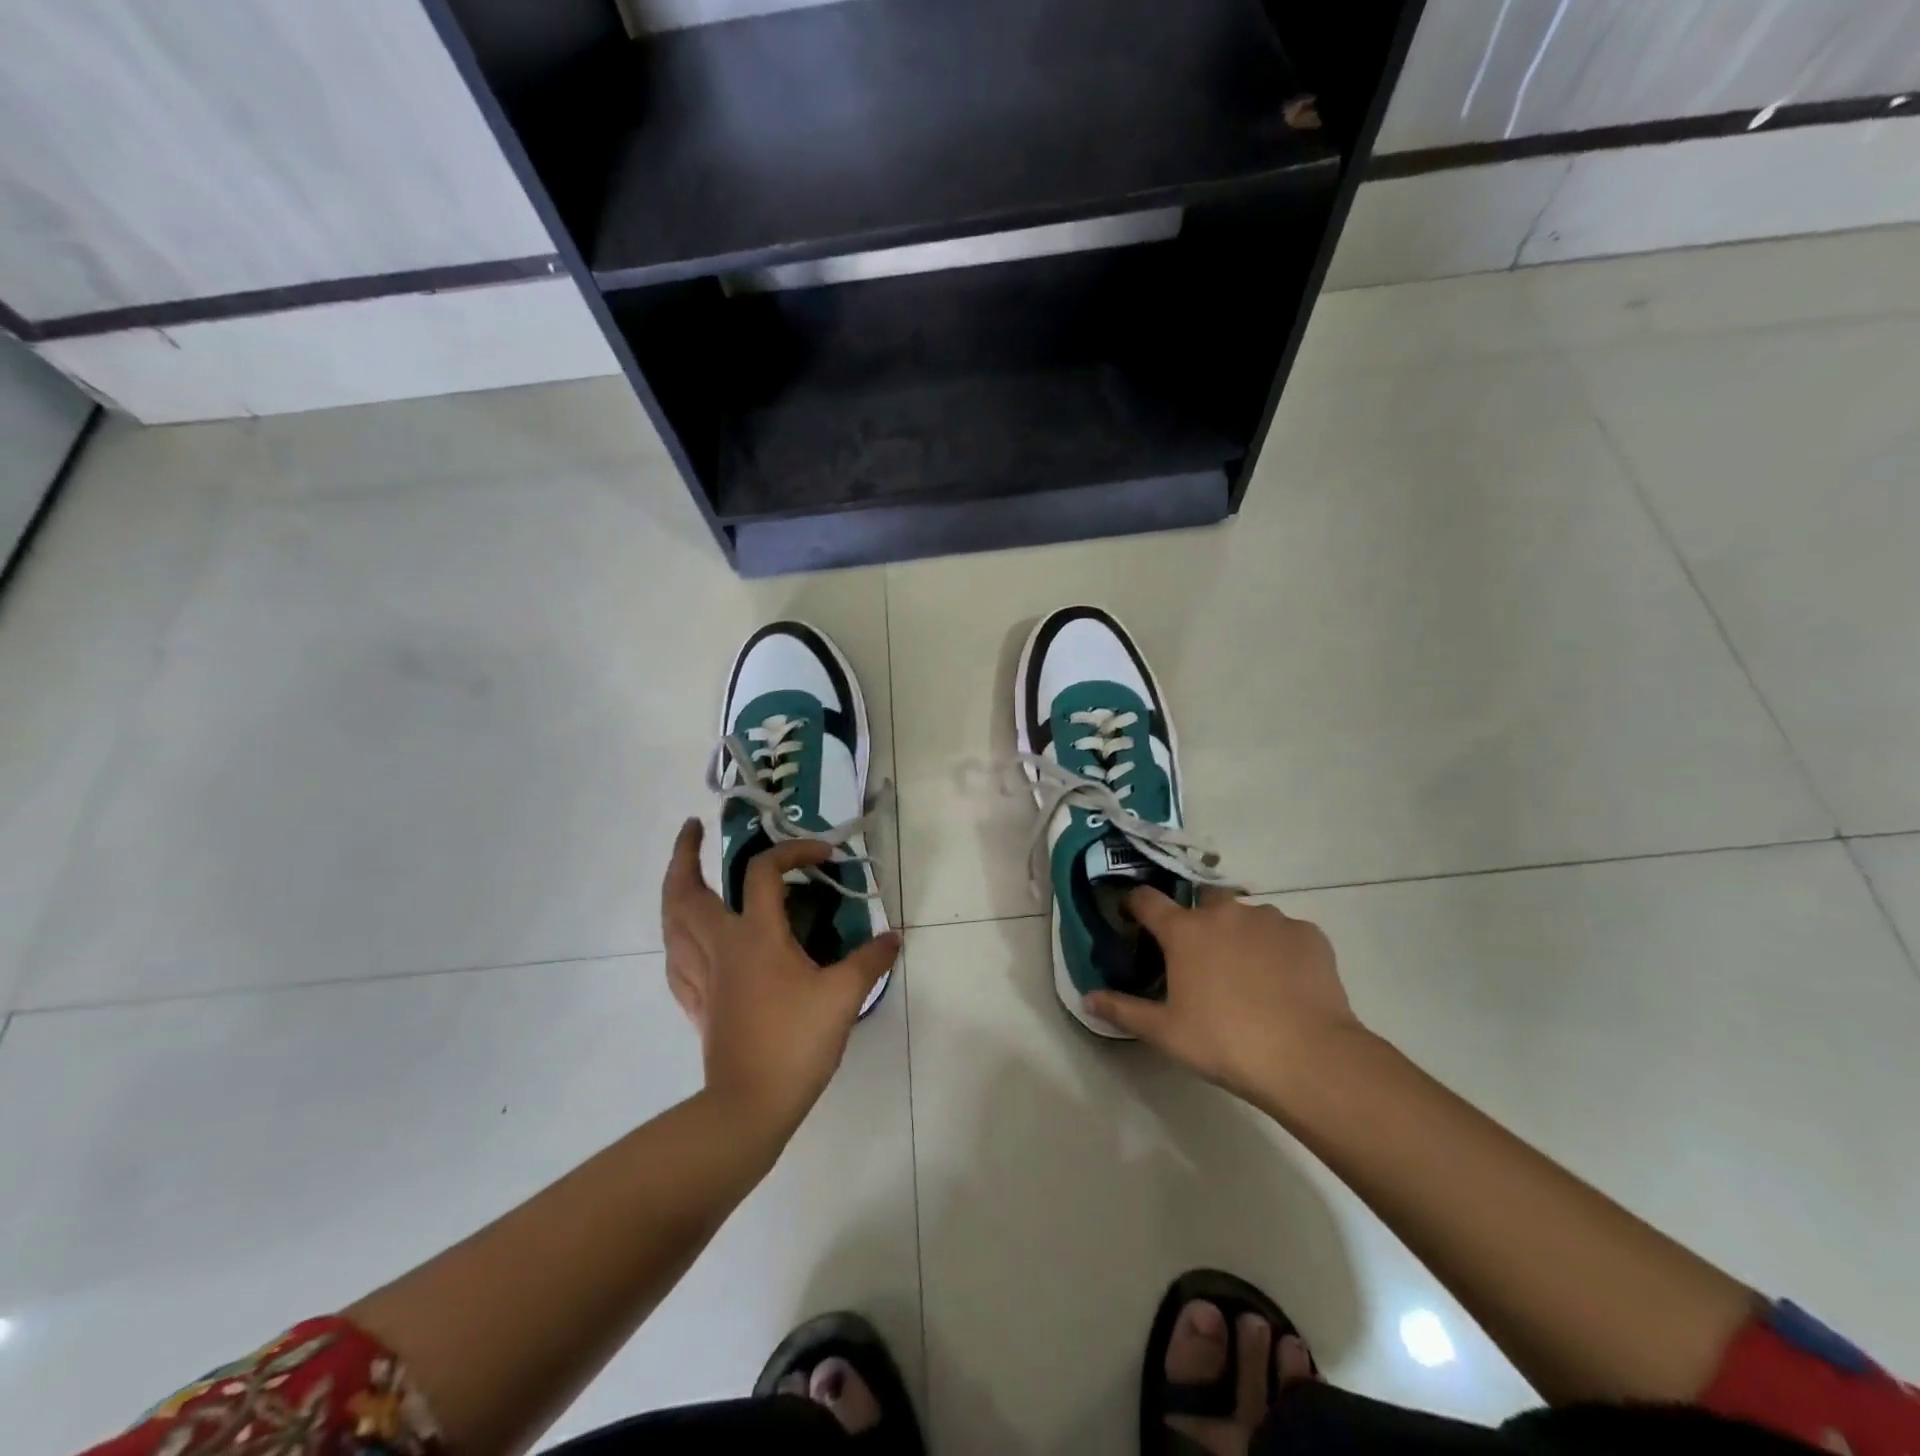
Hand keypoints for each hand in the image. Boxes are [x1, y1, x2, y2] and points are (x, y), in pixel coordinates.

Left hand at [661, 819, 898, 1139]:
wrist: (749, 1105)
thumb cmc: (796, 1042)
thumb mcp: (844, 996)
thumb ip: (870, 960)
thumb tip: (893, 937)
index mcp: (756, 935)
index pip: (765, 871)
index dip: (795, 851)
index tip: (825, 856)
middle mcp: (721, 946)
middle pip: (686, 891)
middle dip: (685, 854)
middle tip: (693, 830)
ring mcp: (702, 975)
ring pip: (671, 923)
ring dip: (672, 890)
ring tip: (682, 875)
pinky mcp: (696, 1003)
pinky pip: (675, 959)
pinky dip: (676, 937)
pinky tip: (686, 940)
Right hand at [1086, 887, 1368, 1117]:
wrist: (1308, 1057)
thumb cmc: (1225, 1042)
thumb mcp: (1165, 1032)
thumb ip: (1123, 1010)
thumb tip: (1087, 998)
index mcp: (1185, 931)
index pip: (1147, 899)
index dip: (1136, 904)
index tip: (1133, 916)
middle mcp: (1224, 913)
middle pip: (1203, 900)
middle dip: (1199, 918)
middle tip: (1202, 955)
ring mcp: (1270, 919)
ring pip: (1247, 915)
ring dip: (1241, 933)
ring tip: (1249, 972)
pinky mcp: (1308, 934)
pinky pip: (1285, 932)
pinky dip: (1279, 948)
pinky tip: (1284, 980)